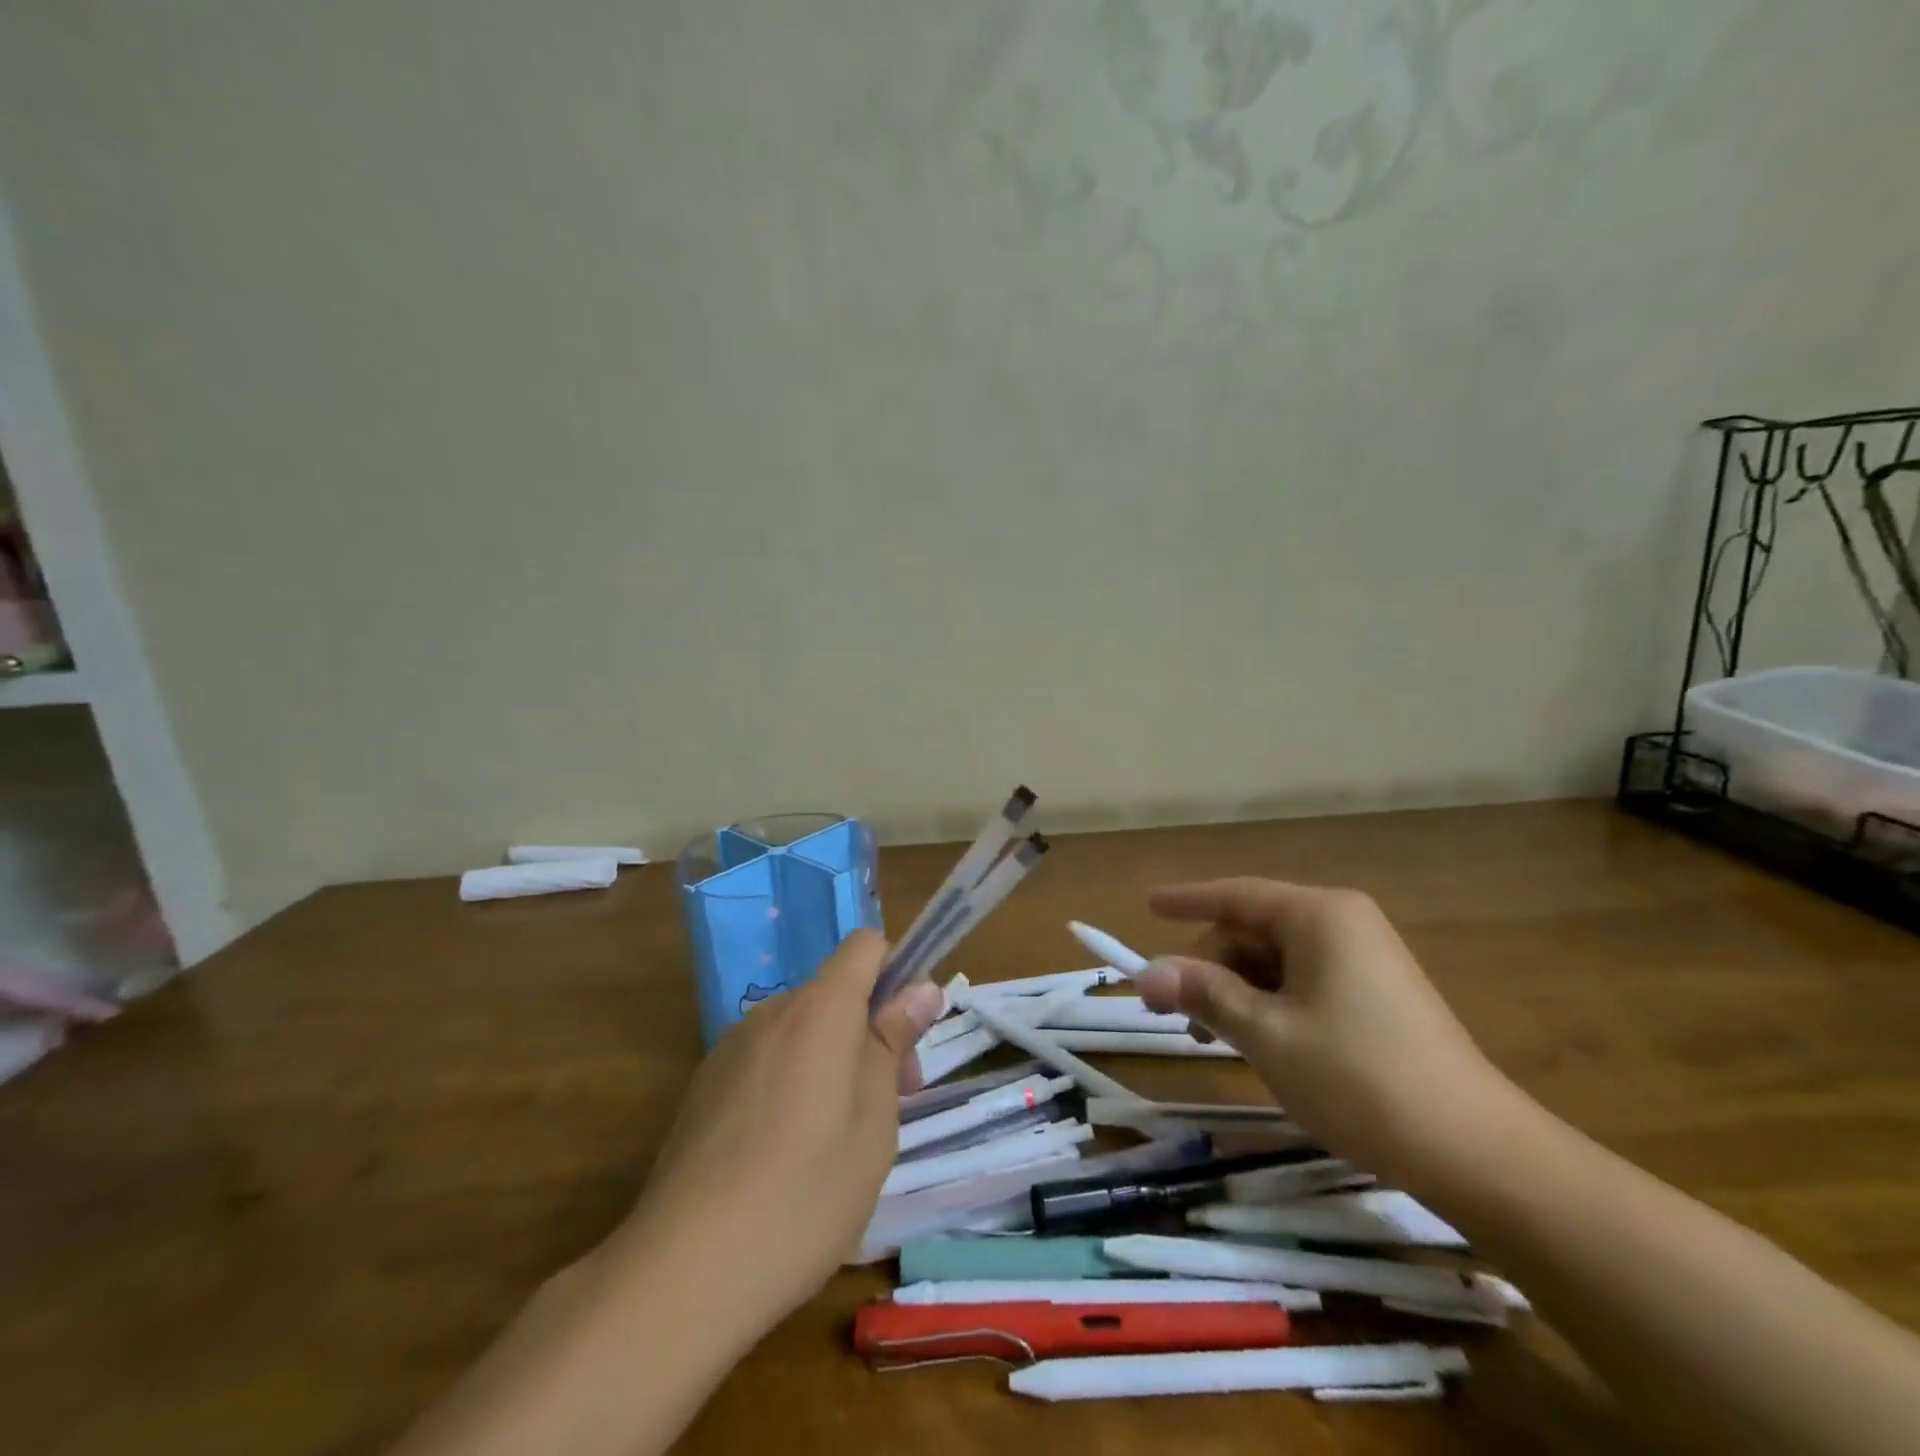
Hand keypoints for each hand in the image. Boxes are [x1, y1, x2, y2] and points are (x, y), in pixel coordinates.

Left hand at [611, 930, 942, 1333]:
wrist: (684, 1272)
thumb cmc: (804, 1194)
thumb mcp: (873, 1122)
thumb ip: (893, 1043)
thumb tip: (922, 988)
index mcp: (819, 1010)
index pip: (865, 945)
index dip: (896, 974)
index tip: (907, 1036)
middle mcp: (771, 1012)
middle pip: (835, 991)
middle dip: (870, 1030)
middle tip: (890, 1104)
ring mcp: (731, 1047)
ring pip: (802, 1027)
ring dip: (832, 1057)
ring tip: (837, 1139)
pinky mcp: (705, 1084)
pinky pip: (767, 1057)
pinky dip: (792, 1080)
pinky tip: (785, 1153)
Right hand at [1135, 878, 1517, 1191]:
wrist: (1476, 1152)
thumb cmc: (1358, 1077)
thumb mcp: (1266, 1034)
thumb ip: (1203, 994)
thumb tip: (1145, 974)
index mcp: (1319, 916)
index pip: (1235, 895)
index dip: (1186, 901)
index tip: (1147, 905)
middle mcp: (1342, 924)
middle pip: (1253, 930)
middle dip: (1210, 966)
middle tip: (1178, 1016)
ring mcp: (1364, 959)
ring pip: (1276, 960)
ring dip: (1237, 991)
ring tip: (1214, 1038)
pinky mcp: (1377, 995)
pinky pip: (1304, 981)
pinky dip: (1270, 1004)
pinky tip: (1258, 1042)